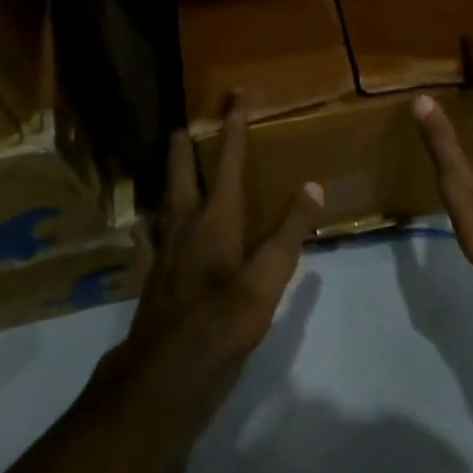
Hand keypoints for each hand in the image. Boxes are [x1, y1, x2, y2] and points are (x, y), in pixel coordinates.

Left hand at [121, 99, 324, 393]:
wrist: (163, 377)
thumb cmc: (220, 323)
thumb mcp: (267, 281)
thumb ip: (289, 232)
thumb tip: (313, 185)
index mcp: (214, 217)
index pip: (226, 160)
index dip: (233, 126)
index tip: (236, 94)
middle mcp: (185, 223)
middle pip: (180, 171)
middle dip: (184, 145)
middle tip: (187, 123)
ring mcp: (166, 249)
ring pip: (168, 198)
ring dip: (175, 175)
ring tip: (180, 165)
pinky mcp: (158, 274)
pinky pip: (165, 227)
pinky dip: (171, 211)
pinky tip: (173, 227)